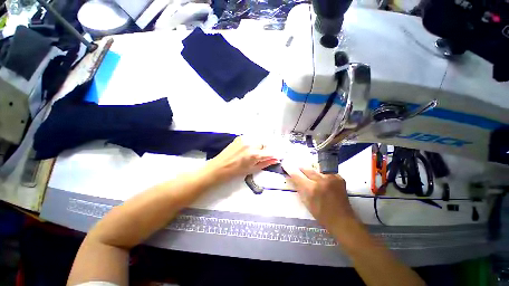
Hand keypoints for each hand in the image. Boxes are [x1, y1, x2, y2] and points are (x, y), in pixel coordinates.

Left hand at [206, 136, 278, 180]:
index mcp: (254, 155)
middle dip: (265, 149)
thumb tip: (275, 160)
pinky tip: (247, 149)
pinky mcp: (240, 137)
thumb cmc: (236, 171)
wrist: (219, 167)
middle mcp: (251, 144)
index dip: (274, 155)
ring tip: (252, 152)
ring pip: (258, 140)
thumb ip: (265, 163)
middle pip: (264, 143)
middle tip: (260, 155)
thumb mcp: (252, 169)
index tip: (275, 156)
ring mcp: (245, 139)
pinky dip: (252, 142)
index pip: (270, 152)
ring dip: (258, 145)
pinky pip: (251, 138)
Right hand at [282, 163, 357, 228]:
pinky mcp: (339, 177)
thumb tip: (289, 176)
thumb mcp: (305, 201)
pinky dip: (322, 174)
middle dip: (301, 169)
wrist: (342, 219)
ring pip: (316, 168)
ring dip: (311, 171)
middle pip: (306, 168)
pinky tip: (323, 181)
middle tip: (299, 171)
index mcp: (311, 189)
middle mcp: (321, 180)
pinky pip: (326, 171)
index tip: (285, 164)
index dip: (290, 169)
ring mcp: (331, 177)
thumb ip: (298, 187)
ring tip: (312, 177)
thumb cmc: (320, 213)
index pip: (296, 174)